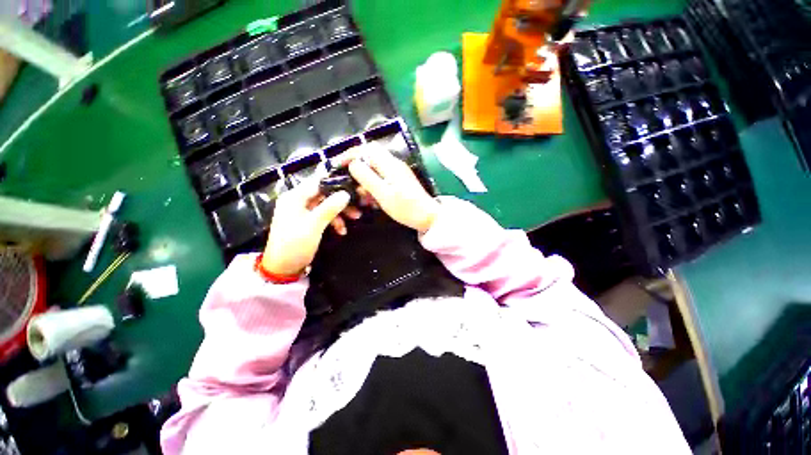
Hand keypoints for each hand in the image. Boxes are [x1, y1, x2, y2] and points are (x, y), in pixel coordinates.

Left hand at [262, 180, 350, 275]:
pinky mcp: (306, 222)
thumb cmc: (295, 244)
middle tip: (357, 206)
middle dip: (341, 201)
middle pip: (323, 194)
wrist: (283, 268)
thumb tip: (346, 193)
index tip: (353, 187)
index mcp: (294, 197)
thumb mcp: (314, 225)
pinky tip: (341, 230)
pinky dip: (333, 221)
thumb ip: (330, 208)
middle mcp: (297, 201)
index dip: (335, 183)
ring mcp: (302, 212)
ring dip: (340, 212)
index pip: (317, 182)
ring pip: (325, 205)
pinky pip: (323, 215)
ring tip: (354, 218)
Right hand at [346, 144, 438, 233]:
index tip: (337, 165)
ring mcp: (398, 173)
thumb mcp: (383, 194)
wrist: (428, 218)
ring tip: (364, 199)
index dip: (350, 154)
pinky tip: (373, 201)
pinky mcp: (400, 182)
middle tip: (352, 187)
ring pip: (375, 171)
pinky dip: (374, 188)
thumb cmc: (406, 208)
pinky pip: (382, 180)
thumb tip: (353, 163)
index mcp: (390, 164)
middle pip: (369, 159)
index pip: (366, 149)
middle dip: (357, 172)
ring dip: (366, 183)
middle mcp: (394, 164)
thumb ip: (366, 177)